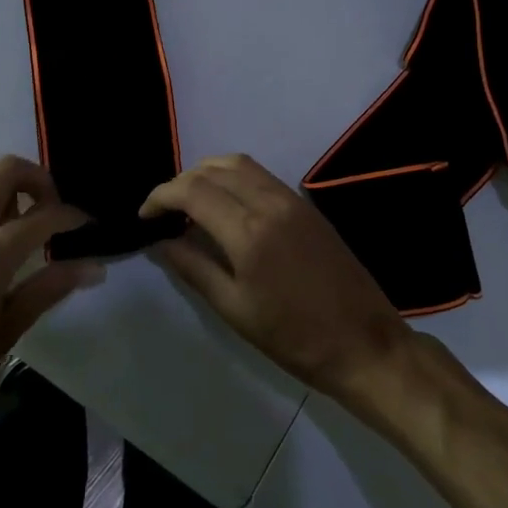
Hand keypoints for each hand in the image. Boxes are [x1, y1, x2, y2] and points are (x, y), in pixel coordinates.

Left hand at [0, 156, 99, 459]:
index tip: (89, 225)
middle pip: (2, 170)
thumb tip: (95, 267)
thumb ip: (48, 290)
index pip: (40, 216)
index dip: (72, 215)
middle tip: (53, 208)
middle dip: (37, 178)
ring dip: (1, 180)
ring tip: (20, 215)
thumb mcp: (2, 337)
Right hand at [141, 154, 410, 400]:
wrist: (363, 343)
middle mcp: (269, 202)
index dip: (160, 197)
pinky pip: (261, 175)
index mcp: (248, 231)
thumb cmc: (294, 338)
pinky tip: (225, 204)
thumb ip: (194, 268)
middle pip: (213, 169)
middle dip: (180, 182)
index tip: (144, 216)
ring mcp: (291, 199)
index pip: (192, 191)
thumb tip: (161, 242)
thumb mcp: (235, 310)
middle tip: (164, 212)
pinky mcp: (306, 204)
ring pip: (238, 164)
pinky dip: (233, 177)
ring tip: (190, 204)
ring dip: (207, 174)